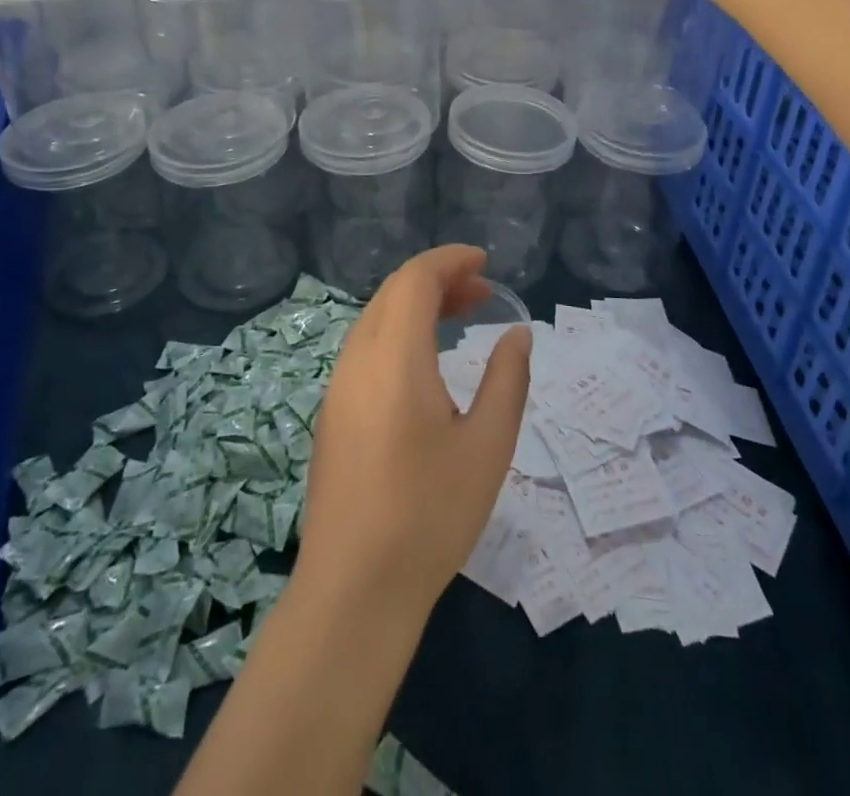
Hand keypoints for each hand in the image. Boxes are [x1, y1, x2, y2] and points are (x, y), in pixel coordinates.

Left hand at [298, 245, 532, 619]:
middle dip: (438, 280)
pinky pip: (366, 347)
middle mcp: (357, 359)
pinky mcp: (332, 412)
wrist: (354, 589)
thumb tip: (517, 333)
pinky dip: (399, 332)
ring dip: (417, 305)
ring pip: (376, 318)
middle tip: (482, 292)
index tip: (485, 262)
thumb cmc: (429, 515)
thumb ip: (507, 379)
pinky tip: (426, 362)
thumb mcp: (488, 446)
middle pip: (394, 293)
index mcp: (394, 357)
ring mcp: (338, 386)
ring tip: (461, 317)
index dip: (450, 260)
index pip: (415, 279)